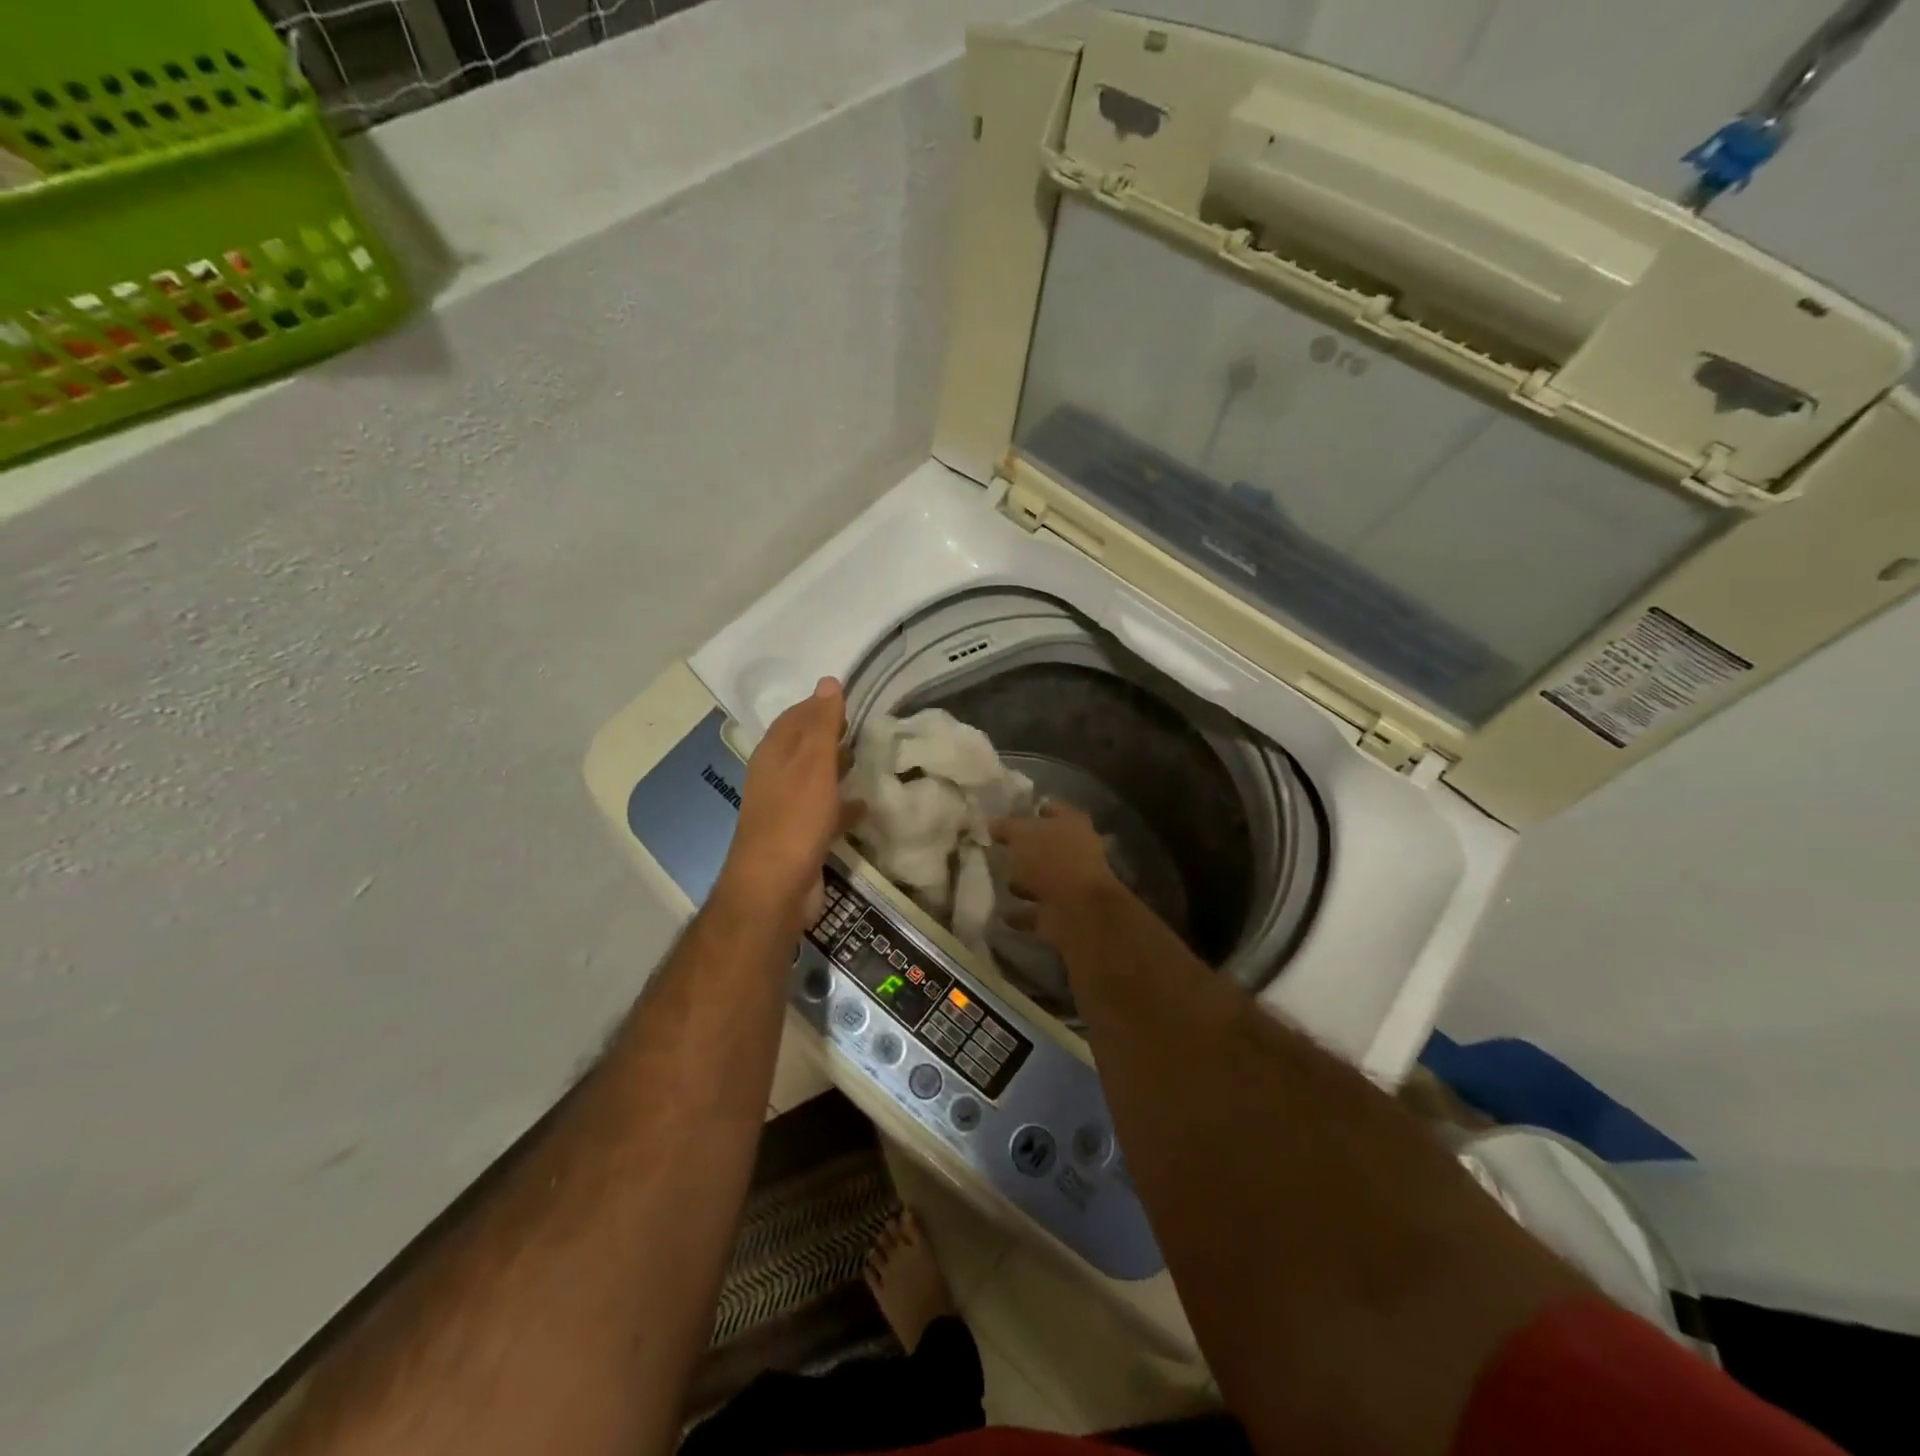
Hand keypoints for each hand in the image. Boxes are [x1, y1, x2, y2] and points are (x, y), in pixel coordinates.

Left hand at [715, 678, 862, 933]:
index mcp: (774, 755)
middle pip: (803, 746)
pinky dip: (843, 804)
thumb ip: (822, 724)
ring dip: (836, 766)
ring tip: (867, 757)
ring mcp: (787, 809)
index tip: (850, 696)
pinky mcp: (801, 837)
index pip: (795, 717)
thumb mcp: (813, 764)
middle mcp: (776, 777)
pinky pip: (825, 811)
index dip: (818, 704)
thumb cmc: (794, 819)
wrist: (775, 889)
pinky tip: (864, 804)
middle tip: (864, 724)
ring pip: (814, 778)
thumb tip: (828, 681)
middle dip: (829, 733)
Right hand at [990, 803, 1127, 948]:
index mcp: (1071, 824)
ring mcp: (1070, 884)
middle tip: (996, 848)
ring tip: (995, 879)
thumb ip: (1006, 827)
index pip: (1051, 809)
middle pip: (1046, 845)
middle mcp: (1076, 851)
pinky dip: (1021, 912)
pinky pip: (1036, 910)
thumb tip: (993, 823)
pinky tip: (1001, 911)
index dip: (1030, 810)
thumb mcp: (1021, 834)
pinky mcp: (1062, 912)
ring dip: (1022, 881)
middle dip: (1024, 848)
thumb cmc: (1051, 860)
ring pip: (1042, 878)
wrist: (1078, 911)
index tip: (1006, 815)